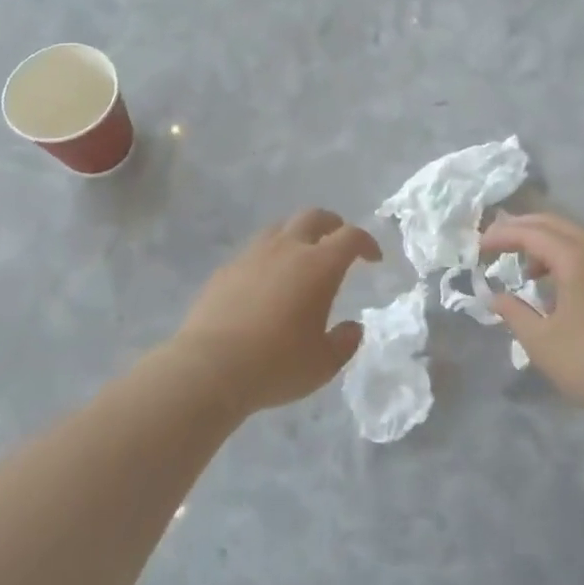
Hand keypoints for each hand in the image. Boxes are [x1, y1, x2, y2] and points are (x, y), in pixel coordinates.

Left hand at [168, 209, 380, 415]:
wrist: (209, 367)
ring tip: (302, 257)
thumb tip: (352, 328)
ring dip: (298, 235)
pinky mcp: (226, 269)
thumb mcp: (323, 364)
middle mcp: (287, 249)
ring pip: (280, 227)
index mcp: (318, 266)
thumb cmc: (276, 365)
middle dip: (333, 225)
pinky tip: (266, 282)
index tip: (374, 258)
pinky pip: (254, 250)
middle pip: (314, 217)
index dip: (367, 242)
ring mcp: (252, 255)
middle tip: (339, 243)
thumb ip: (344, 343)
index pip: (350, 237)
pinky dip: (269, 256)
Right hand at [481, 213, 583, 425]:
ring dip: (547, 242)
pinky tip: (560, 283)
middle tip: (497, 241)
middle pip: (555, 223)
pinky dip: (569, 255)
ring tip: (526, 268)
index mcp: (577, 256)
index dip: (501, 236)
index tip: (479, 247)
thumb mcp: (541, 341)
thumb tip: (495, 297)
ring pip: (576, 235)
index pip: (531, 232)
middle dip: (523, 228)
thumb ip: (513, 312)